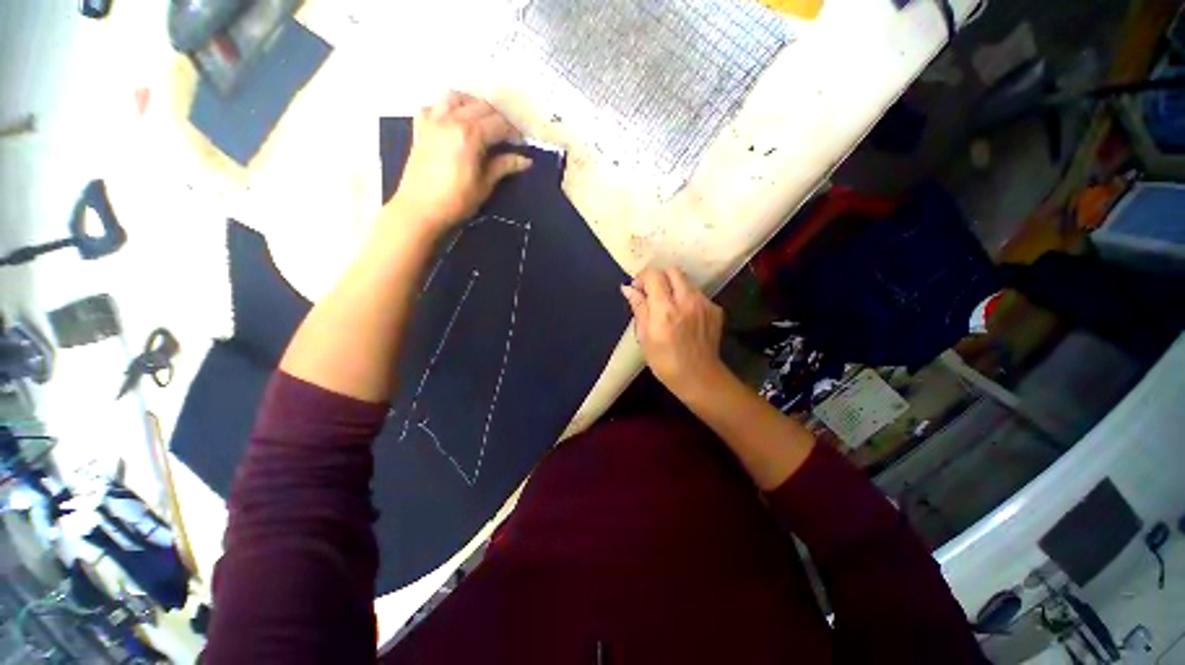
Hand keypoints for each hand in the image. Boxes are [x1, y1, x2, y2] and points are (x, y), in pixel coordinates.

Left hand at [388, 91, 532, 233]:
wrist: (420, 209)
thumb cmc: (457, 201)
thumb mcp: (484, 185)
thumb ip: (503, 166)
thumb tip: (525, 161)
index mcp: (471, 134)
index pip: (499, 124)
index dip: (513, 132)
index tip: (521, 144)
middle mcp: (452, 119)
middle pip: (481, 107)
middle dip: (498, 118)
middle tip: (506, 136)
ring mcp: (433, 121)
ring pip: (456, 97)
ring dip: (472, 105)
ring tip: (481, 122)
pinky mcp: (420, 128)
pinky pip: (434, 106)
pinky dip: (446, 108)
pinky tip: (452, 122)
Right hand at [621, 268, 726, 397]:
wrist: (699, 377)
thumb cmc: (664, 362)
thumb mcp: (644, 337)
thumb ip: (639, 308)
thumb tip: (628, 289)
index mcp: (666, 309)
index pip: (654, 275)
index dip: (643, 278)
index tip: (637, 289)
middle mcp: (687, 300)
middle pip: (672, 271)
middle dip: (659, 278)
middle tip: (652, 293)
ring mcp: (704, 304)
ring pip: (686, 281)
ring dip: (674, 287)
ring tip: (668, 306)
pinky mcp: (715, 309)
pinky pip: (697, 294)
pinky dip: (687, 298)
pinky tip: (684, 316)